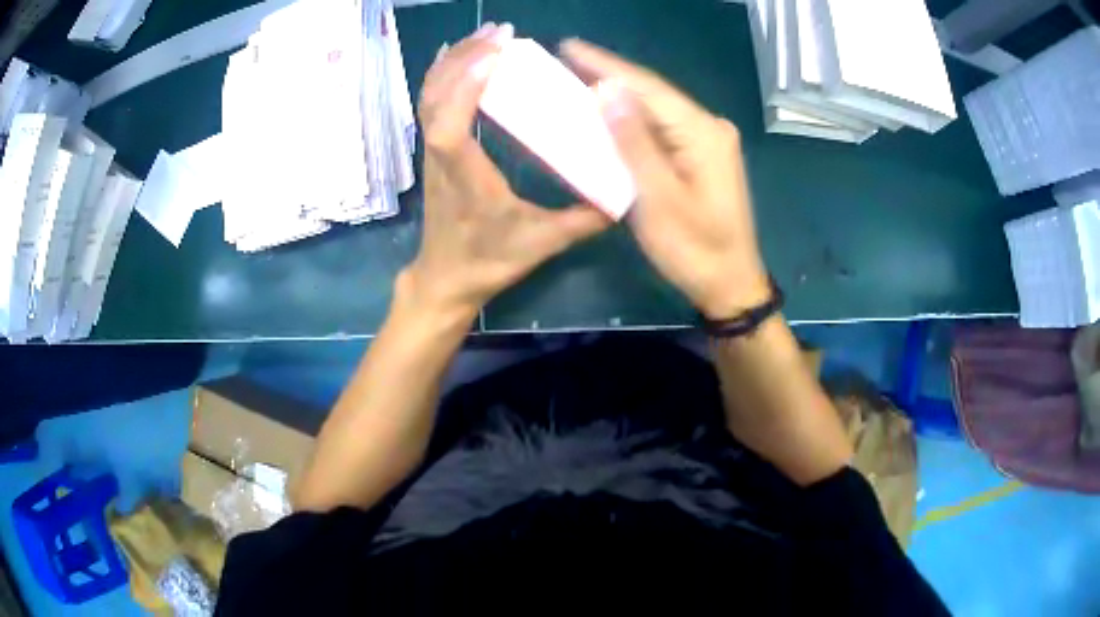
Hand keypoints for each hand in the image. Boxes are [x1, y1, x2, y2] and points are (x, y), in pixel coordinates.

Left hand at [404, 24, 610, 320]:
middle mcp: (442, 158)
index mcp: (466, 178)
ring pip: (429, 98)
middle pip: (436, 99)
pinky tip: (456, 55)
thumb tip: (623, 195)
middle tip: (500, 31)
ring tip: (484, 35)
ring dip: (453, 62)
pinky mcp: (434, 151)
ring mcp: (433, 153)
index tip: (494, 54)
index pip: (450, 128)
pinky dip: (441, 75)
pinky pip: (429, 105)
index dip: (464, 88)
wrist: (445, 279)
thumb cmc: (488, 262)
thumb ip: (583, 220)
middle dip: (465, 59)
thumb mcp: (541, 244)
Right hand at [561, 40, 770, 319]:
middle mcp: (709, 127)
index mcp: (702, 132)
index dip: (606, 65)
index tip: (569, 46)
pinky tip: (609, 112)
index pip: (648, 87)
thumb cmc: (694, 249)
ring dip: (619, 96)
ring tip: (579, 77)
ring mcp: (708, 141)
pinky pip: (662, 128)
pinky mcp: (702, 155)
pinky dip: (633, 121)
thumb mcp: (658, 198)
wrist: (731, 284)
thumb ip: (633, 142)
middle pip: (653, 93)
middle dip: (610, 75)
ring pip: (656, 110)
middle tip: (566, 59)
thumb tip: (607, 90)